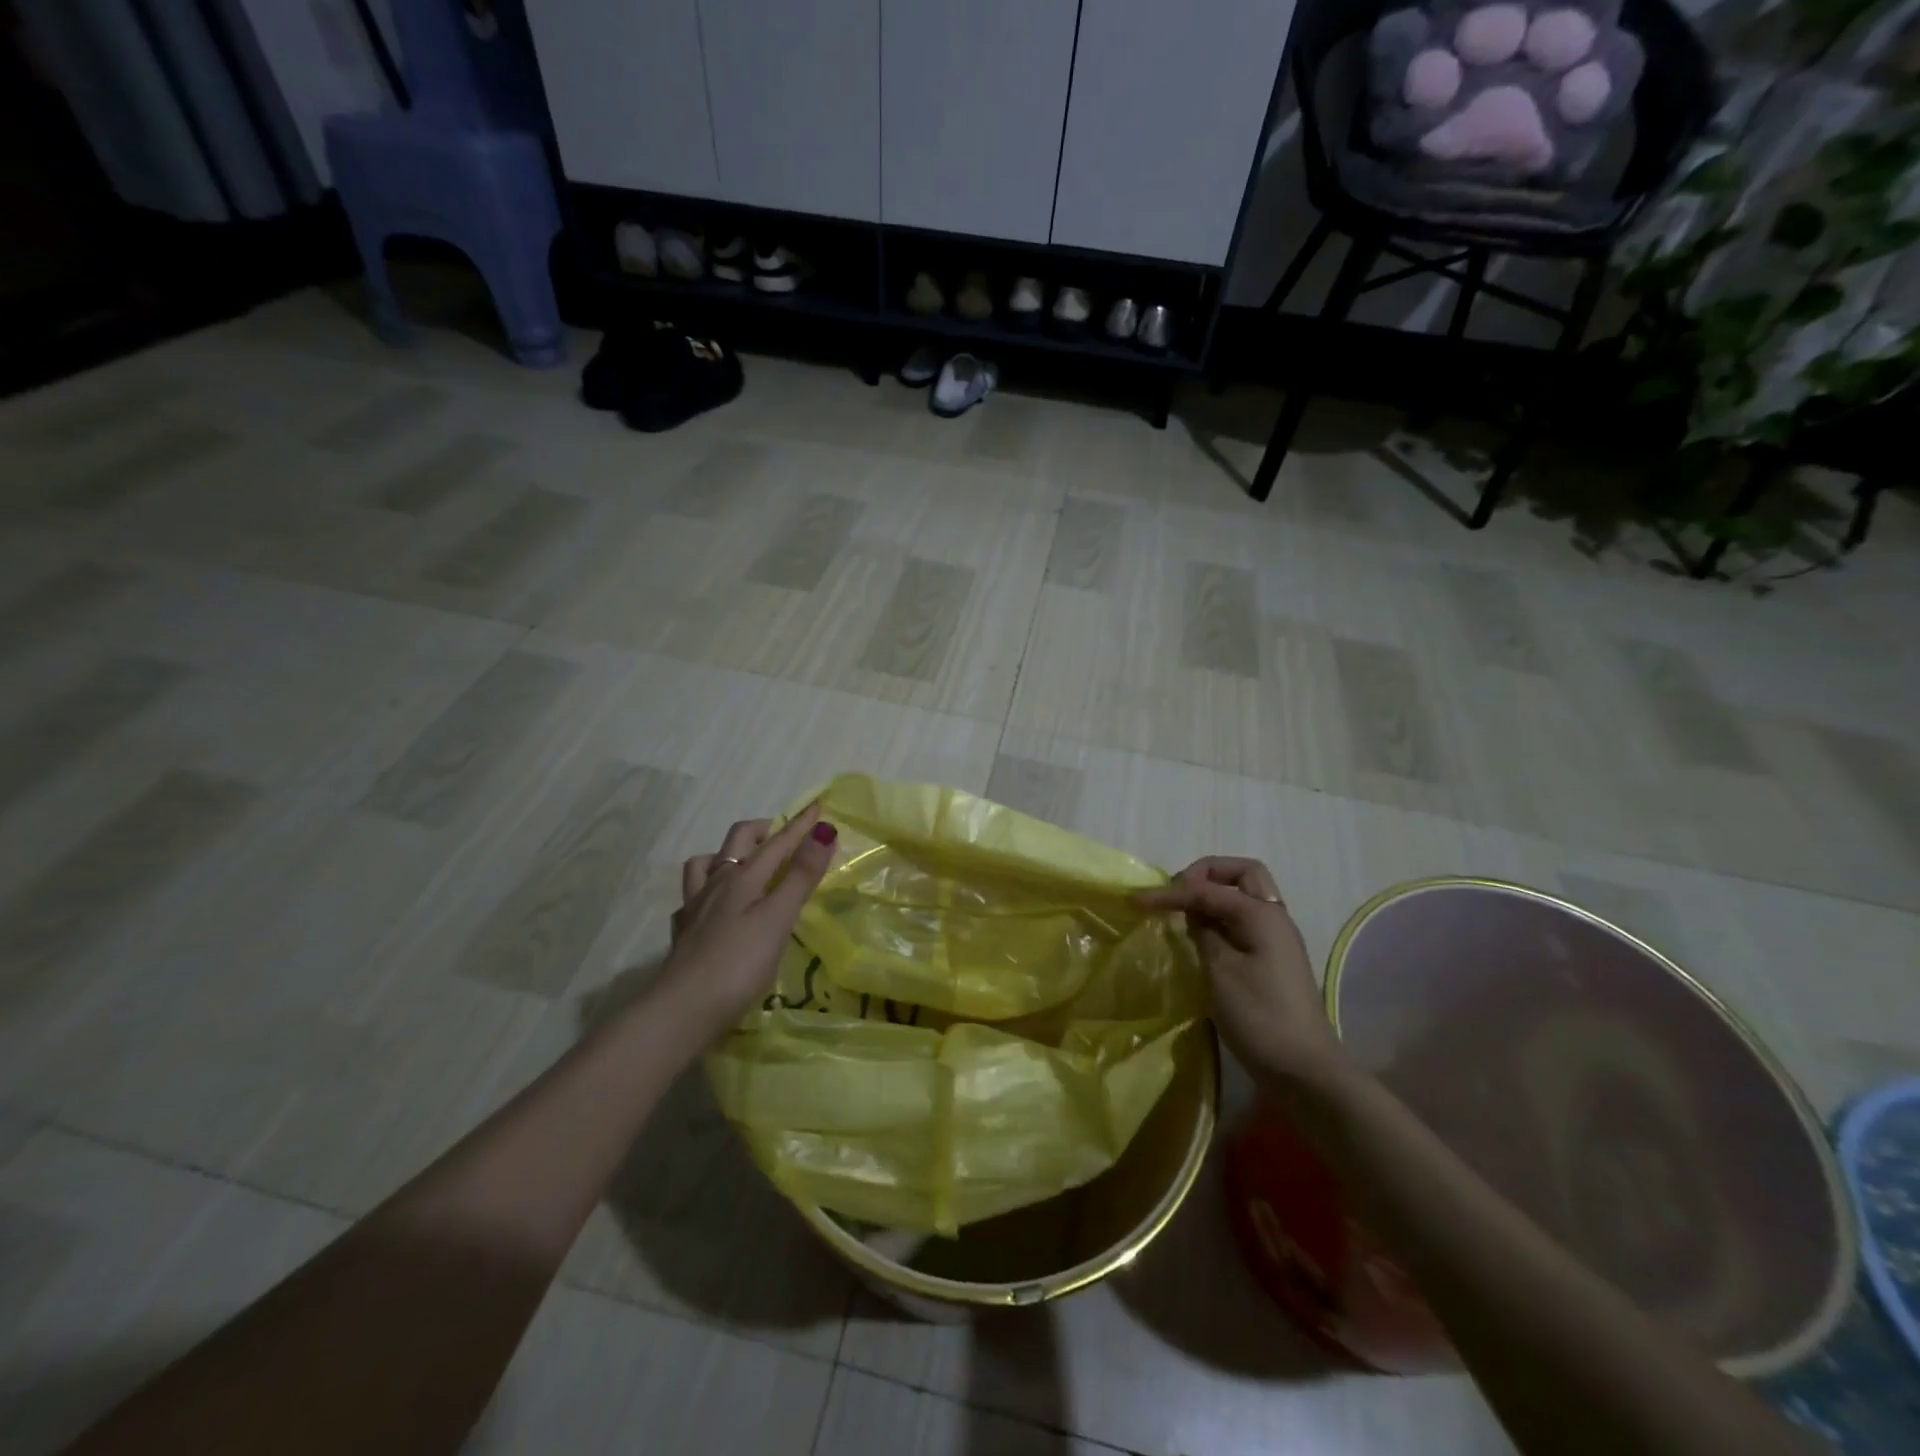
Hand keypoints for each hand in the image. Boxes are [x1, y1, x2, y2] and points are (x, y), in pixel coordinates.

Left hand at [660, 804, 837, 1032]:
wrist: (681, 1011)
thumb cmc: (738, 965)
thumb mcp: (778, 918)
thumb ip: (801, 876)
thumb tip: (824, 831)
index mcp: (742, 878)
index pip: (778, 843)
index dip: (800, 825)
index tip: (819, 806)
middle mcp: (716, 884)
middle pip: (737, 842)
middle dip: (762, 830)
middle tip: (781, 834)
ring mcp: (695, 908)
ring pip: (706, 865)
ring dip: (726, 855)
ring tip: (744, 862)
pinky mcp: (684, 934)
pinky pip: (692, 898)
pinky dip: (706, 891)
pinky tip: (712, 906)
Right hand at [1138, 857, 1342, 1081]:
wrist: (1305, 1072)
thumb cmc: (1260, 1017)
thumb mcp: (1220, 972)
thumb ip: (1203, 932)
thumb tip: (1193, 913)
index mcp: (1262, 915)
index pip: (1208, 889)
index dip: (1171, 891)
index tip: (1137, 901)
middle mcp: (1274, 918)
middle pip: (1243, 874)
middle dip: (1206, 873)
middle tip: (1178, 891)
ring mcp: (1276, 940)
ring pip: (1245, 896)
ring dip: (1214, 894)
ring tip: (1183, 912)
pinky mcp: (1272, 960)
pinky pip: (1245, 921)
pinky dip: (1221, 918)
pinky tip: (1201, 936)